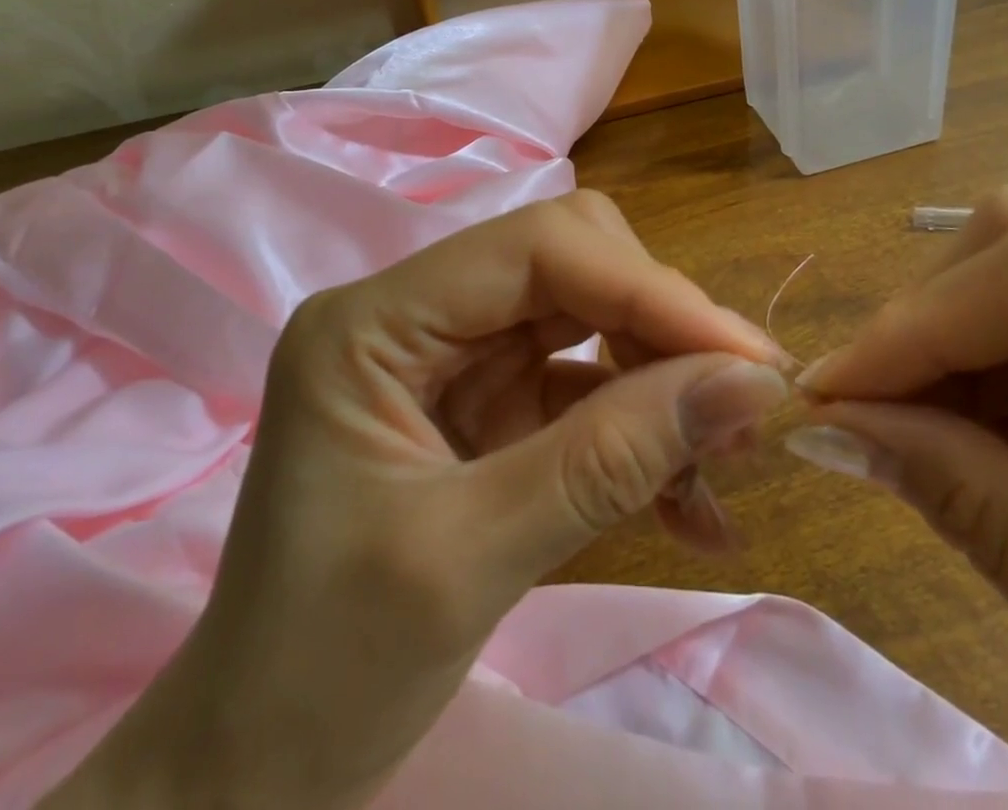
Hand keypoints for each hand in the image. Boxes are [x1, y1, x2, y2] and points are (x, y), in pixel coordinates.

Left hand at [44, 192, 787, 809]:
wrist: (256, 776)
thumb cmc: (324, 673)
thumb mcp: (472, 560)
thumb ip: (613, 459)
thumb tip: (750, 383)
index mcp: (375, 321)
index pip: (537, 249)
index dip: (648, 289)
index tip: (746, 357)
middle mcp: (417, 314)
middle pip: (573, 267)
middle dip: (661, 330)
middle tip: (739, 408)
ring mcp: (455, 357)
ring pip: (593, 320)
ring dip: (664, 383)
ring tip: (721, 466)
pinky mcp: (488, 404)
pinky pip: (589, 385)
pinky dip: (643, 432)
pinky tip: (691, 506)